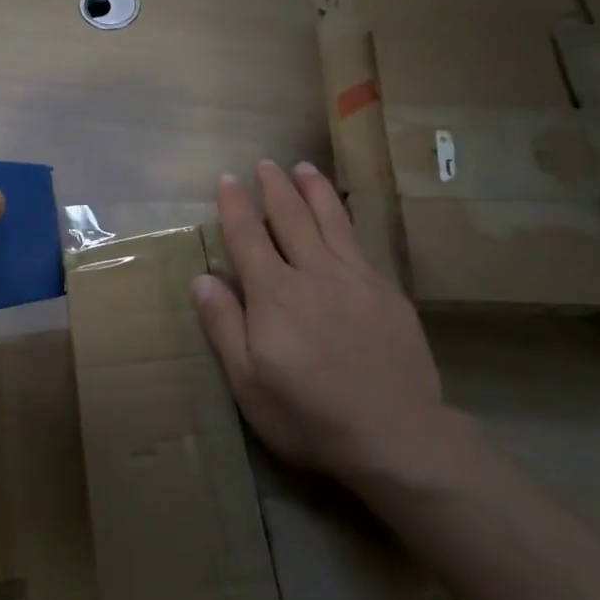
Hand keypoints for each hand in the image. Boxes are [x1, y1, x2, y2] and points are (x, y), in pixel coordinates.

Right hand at [193, 161, 447, 487]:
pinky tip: (344, 218)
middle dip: (275, 187)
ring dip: (314, 190)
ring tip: (304, 167)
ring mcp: (356, 279)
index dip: (235, 206)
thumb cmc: (310, 416)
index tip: (228, 179)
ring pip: (331, 221)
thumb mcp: (249, 384)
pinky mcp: (387, 292)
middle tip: (265, 164)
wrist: (397, 435)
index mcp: (274, 294)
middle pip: (290, 218)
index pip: (248, 237)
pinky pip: (360, 244)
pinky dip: (346, 221)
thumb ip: (224, 326)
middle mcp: (314, 273)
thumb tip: (202, 278)